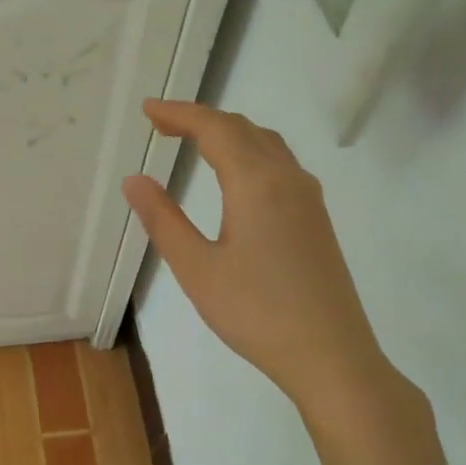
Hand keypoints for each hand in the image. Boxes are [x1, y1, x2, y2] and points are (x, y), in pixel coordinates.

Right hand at [123, 100, 395, 419]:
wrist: (331, 355)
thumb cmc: (256, 312)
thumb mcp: (197, 269)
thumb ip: (164, 220)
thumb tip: (135, 180)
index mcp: (256, 183)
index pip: (214, 129)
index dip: (179, 113)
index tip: (148, 109)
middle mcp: (288, 178)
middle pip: (243, 129)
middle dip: (201, 119)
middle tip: (162, 124)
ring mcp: (308, 198)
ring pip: (266, 144)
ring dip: (228, 134)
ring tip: (194, 142)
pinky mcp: (316, 220)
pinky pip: (280, 164)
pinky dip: (249, 152)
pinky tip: (236, 176)